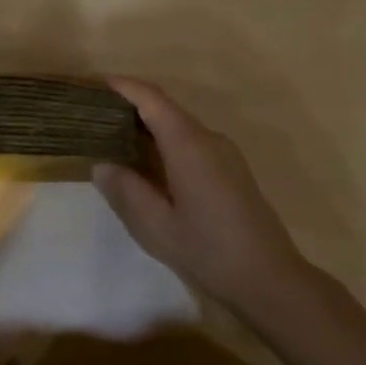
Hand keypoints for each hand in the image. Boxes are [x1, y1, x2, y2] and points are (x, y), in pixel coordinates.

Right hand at [92, 78, 305, 315]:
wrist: (270, 279)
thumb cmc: (209, 251)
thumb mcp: (156, 226)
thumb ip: (126, 190)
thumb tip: (102, 165)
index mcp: (189, 144)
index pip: (152, 99)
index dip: (124, 86)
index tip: (95, 85)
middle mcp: (209, 138)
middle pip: (165, 108)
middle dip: (131, 105)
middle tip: (95, 116)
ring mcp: (224, 153)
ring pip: (179, 126)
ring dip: (148, 126)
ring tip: (114, 139)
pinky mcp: (231, 170)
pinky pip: (191, 143)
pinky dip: (164, 142)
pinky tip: (148, 165)